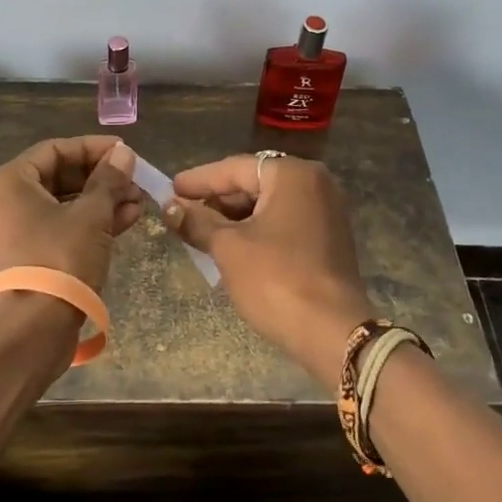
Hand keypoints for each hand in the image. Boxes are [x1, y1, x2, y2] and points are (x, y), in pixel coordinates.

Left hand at [0, 136, 144, 295]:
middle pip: (57, 178)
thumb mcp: (92, 215)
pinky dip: (86, 225)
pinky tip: (124, 223)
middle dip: (101, 179)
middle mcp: (1, 204)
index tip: (126, 152)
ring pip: (60, 206)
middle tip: (134, 181)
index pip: (55, 150)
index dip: (94, 148)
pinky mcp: (22, 261)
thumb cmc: (59, 260)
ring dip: (99, 202)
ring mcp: (9, 235)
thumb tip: (124, 154)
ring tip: (137, 204)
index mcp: (8, 183)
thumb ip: (109, 180)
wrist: (31, 333)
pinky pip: (56, 230)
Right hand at [163, 154, 376, 389]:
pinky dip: (257, 229)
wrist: (332, 333)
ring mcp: (326, 210)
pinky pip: (284, 222)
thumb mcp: (229, 248)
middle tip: (181, 211)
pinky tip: (230, 245)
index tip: (170, 188)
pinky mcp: (328, 238)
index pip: (235, 168)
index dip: (199, 180)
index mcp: (292, 174)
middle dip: (217, 199)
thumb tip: (169, 206)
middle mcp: (314, 183)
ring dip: (234, 217)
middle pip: (254, 183)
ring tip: (199, 230)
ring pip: (268, 204)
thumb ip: (197, 221)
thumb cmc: (276, 280)